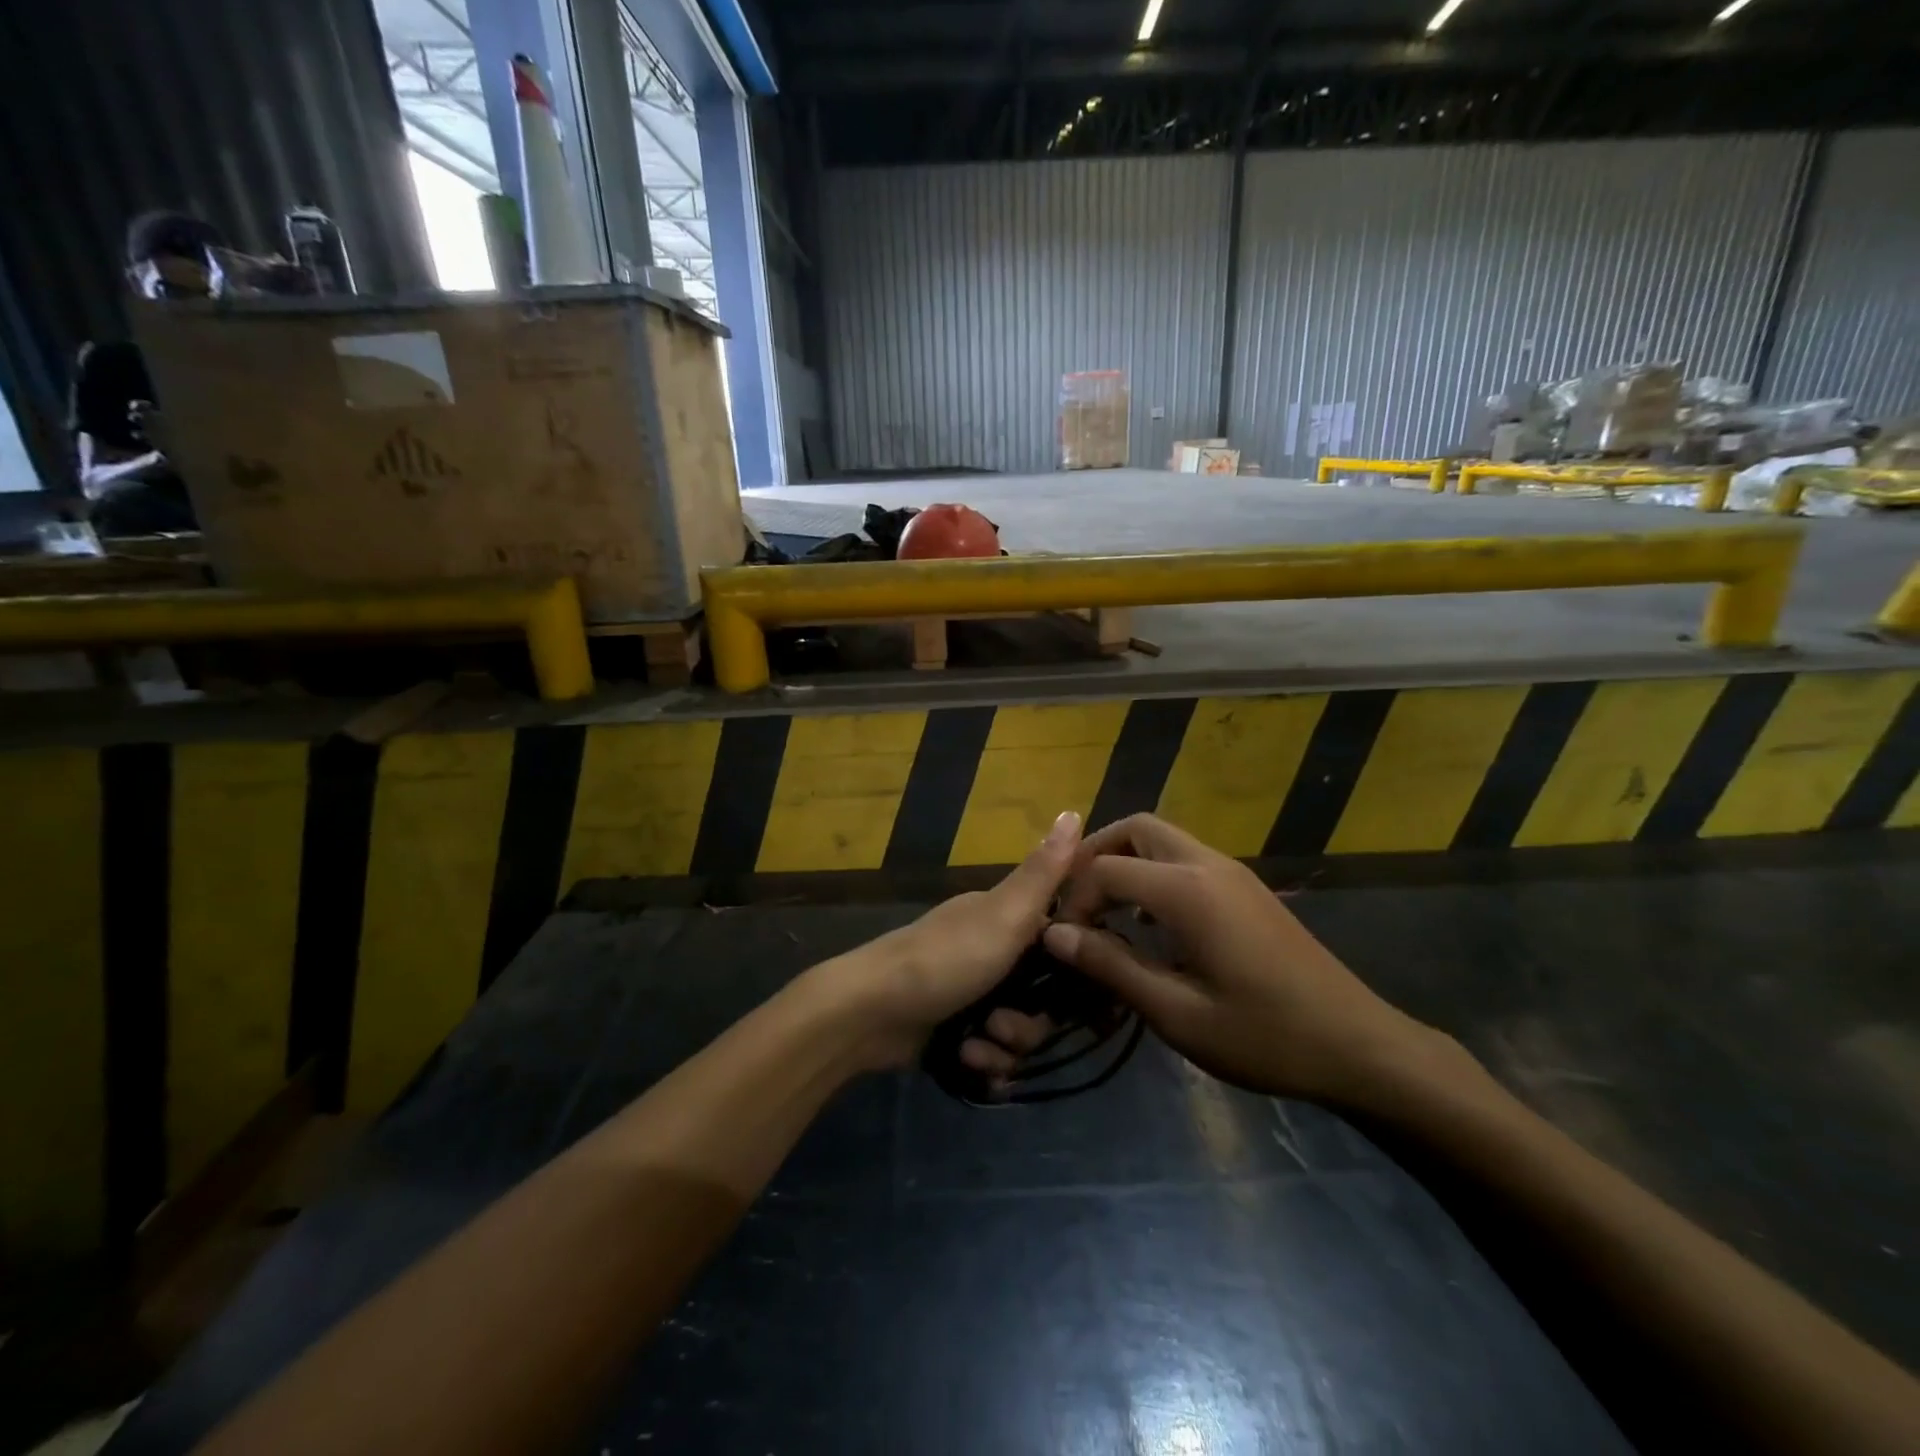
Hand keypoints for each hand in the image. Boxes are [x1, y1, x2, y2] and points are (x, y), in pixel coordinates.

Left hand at [822, 810, 1082, 1069]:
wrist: (868, 1012)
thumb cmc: (944, 959)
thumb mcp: (1004, 914)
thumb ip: (1044, 871)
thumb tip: (1074, 809)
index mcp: (1002, 918)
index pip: (1059, 942)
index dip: (1071, 970)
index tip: (1072, 992)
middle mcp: (988, 952)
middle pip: (1041, 997)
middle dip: (1029, 1023)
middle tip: (1003, 1026)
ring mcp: (969, 992)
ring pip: (1018, 1030)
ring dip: (1004, 1047)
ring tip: (978, 1047)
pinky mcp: (953, 1029)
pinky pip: (992, 1054)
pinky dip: (984, 1063)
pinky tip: (968, 1062)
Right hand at [1035, 814, 1439, 1106]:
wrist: (1357, 1045)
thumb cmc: (1264, 1035)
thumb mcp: (1177, 1012)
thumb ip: (1111, 966)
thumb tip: (1054, 935)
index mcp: (1187, 890)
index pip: (1105, 868)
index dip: (1075, 900)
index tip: (1066, 943)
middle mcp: (1208, 865)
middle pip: (1137, 828)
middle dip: (1096, 855)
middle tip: (1077, 903)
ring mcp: (1232, 872)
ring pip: (1163, 839)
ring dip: (1126, 862)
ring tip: (1106, 914)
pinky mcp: (1246, 889)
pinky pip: (1185, 859)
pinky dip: (1154, 874)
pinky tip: (1150, 923)